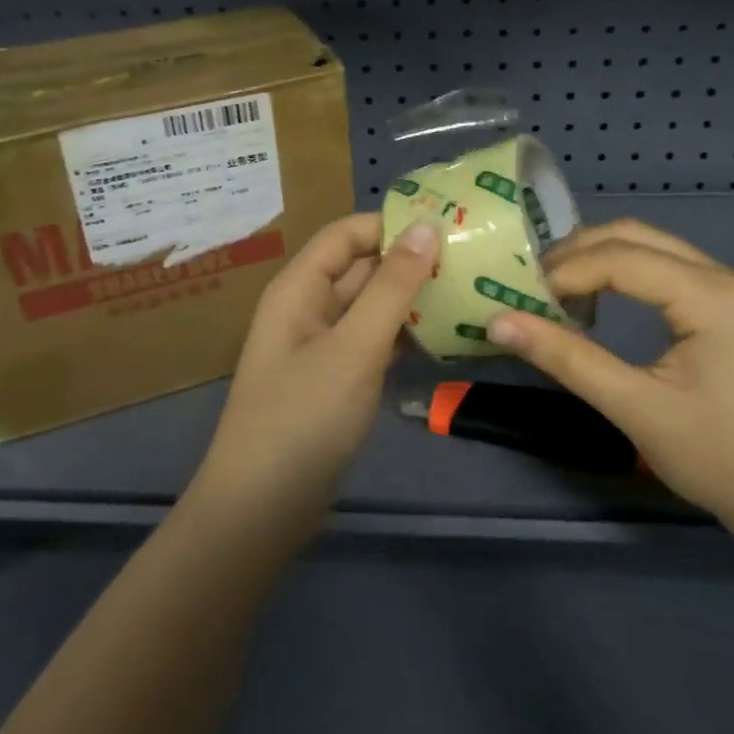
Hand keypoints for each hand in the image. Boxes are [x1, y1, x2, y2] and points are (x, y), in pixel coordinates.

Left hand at [196, 214, 437, 523]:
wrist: (262, 509)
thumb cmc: (304, 417)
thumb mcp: (354, 347)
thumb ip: (392, 287)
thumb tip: (425, 227)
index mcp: (299, 288)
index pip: (346, 234)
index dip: (391, 224)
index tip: (448, 224)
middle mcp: (307, 308)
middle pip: (360, 268)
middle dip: (409, 260)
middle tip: (470, 258)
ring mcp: (321, 346)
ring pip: (370, 307)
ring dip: (411, 299)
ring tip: (468, 289)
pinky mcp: (335, 380)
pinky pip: (372, 342)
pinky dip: (402, 335)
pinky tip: (444, 335)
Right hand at [487, 219, 733, 546]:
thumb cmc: (722, 459)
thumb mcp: (637, 409)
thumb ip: (567, 359)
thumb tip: (498, 321)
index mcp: (713, 295)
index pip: (620, 257)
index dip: (564, 272)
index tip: (518, 296)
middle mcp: (727, 277)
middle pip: (635, 237)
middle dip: (577, 254)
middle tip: (529, 284)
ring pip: (651, 249)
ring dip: (598, 261)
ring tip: (554, 293)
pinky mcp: (732, 308)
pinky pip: (667, 271)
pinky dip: (624, 276)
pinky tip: (598, 303)